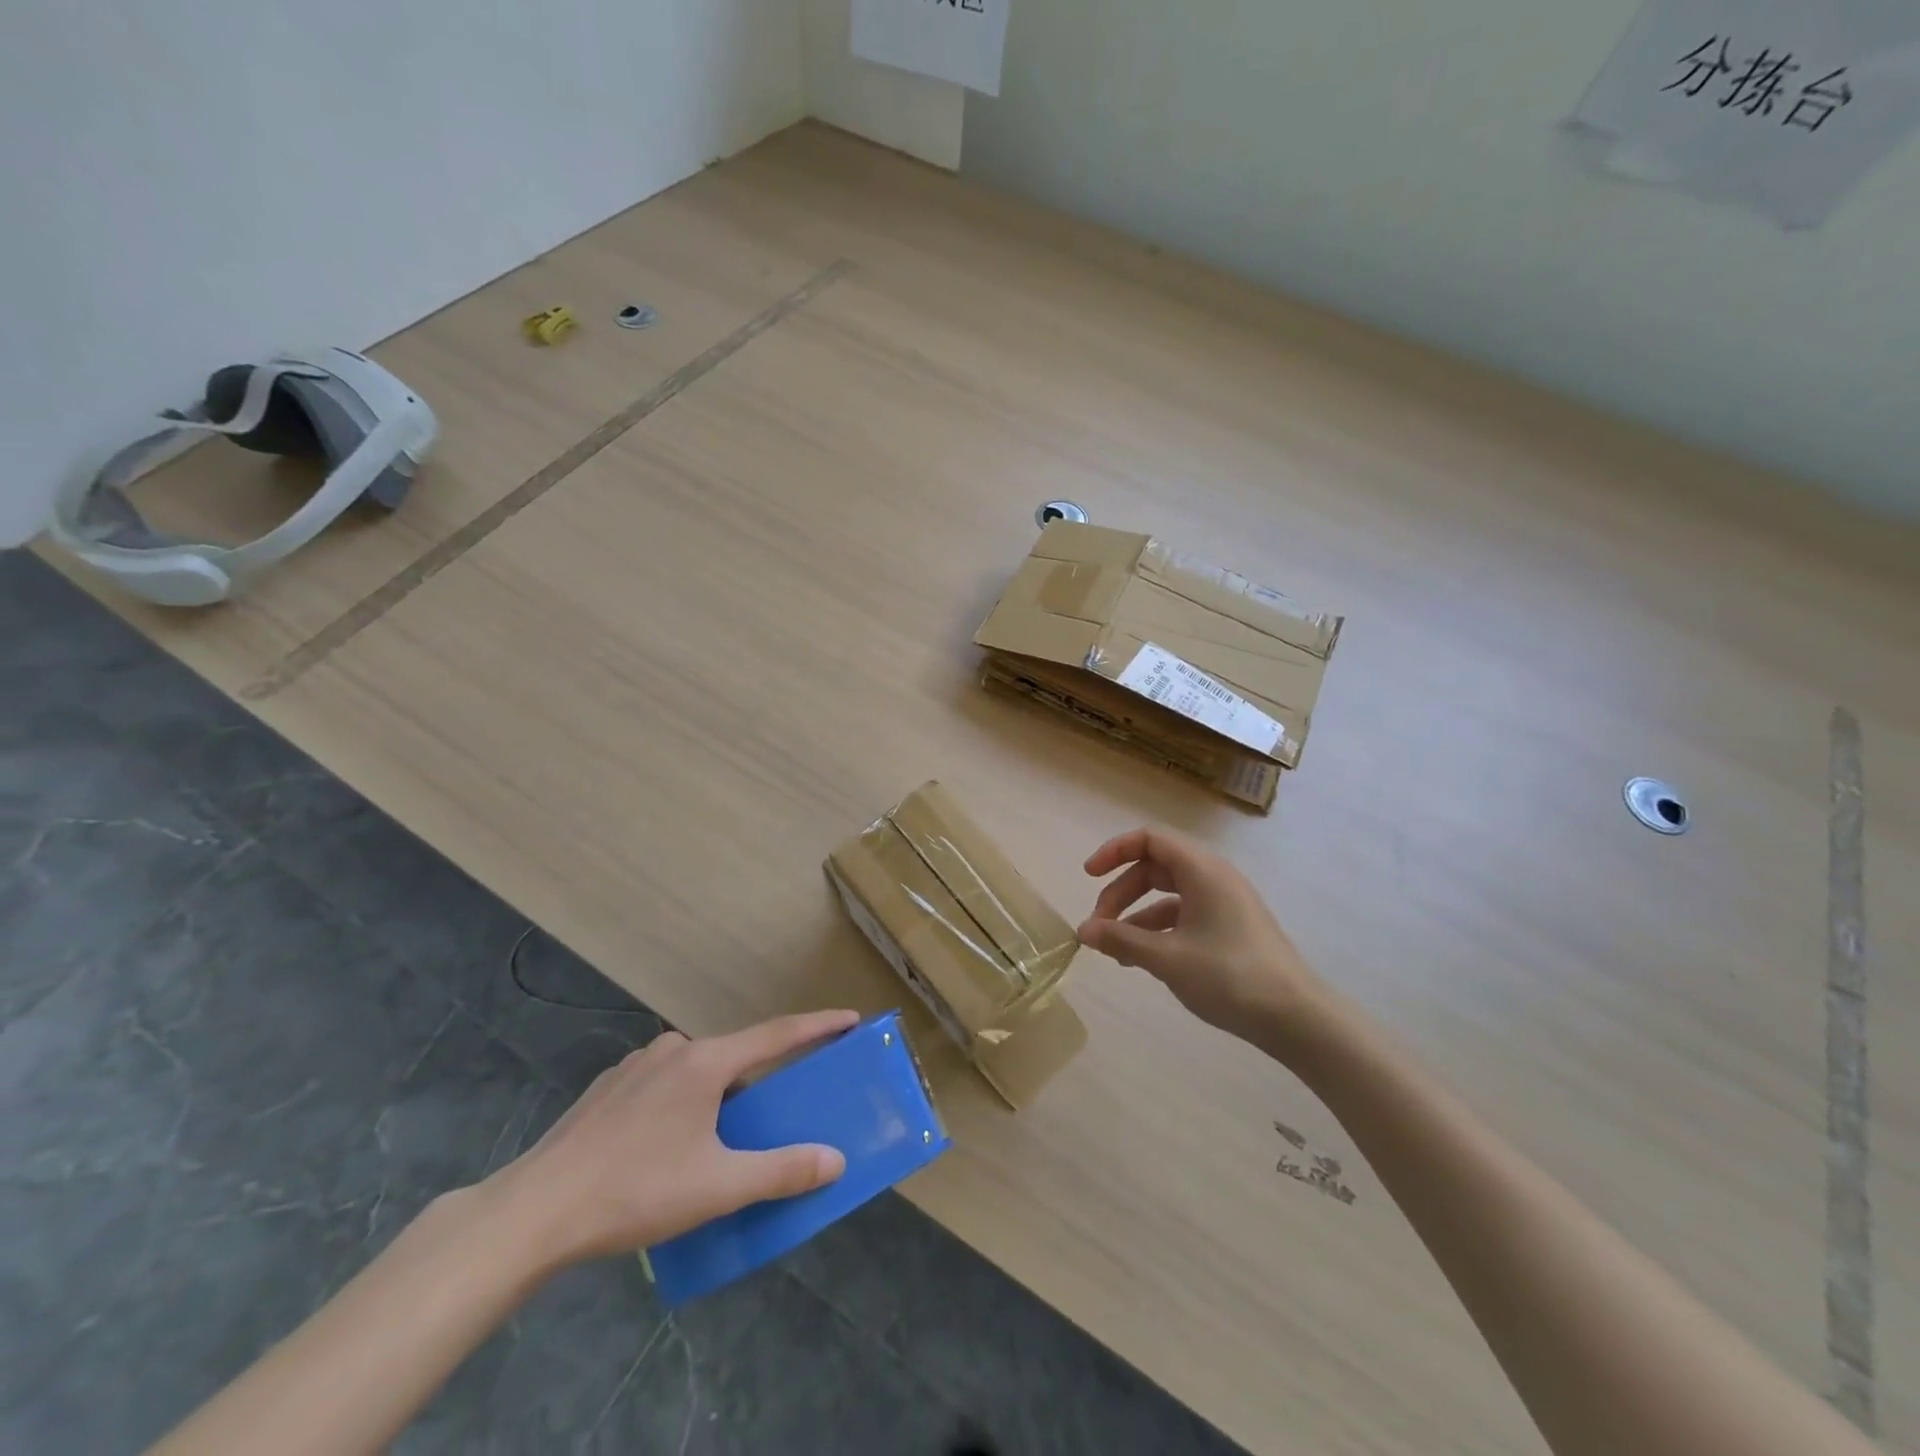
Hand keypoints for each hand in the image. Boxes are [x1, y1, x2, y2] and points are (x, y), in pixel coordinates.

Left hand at [482, 1010, 858, 1266]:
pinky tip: (664, 1145)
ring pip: (696, 1071)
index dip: (818, 1026)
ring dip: (717, 1094)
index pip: (778, 1033)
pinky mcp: (608, 1088)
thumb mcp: (718, 1188)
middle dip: (760, 1078)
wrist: (533, 1211)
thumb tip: (834, 1160)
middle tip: (774, 1110)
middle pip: (735, 1056)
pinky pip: (663, 1084)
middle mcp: (673, 1049)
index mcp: (706, 1062)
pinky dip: (681, 1102)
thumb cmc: (635, 1190)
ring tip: (715, 1142)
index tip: (851, 1018)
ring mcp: (635, 1065)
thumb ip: (781, 1171)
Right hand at [1079, 828, 1324, 1049]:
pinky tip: (1141, 960)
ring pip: (1168, 894)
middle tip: (1098, 925)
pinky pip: (1184, 915)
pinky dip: (1158, 930)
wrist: (1297, 1018)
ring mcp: (1224, 902)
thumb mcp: (1168, 959)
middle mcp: (1213, 877)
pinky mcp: (1230, 926)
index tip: (1088, 876)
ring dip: (1136, 914)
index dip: (1115, 851)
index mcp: (1202, 870)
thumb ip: (1122, 940)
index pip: (1150, 839)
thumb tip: (1083, 930)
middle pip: (1155, 867)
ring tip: (1114, 949)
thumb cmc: (1231, 977)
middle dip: (1121, 892)